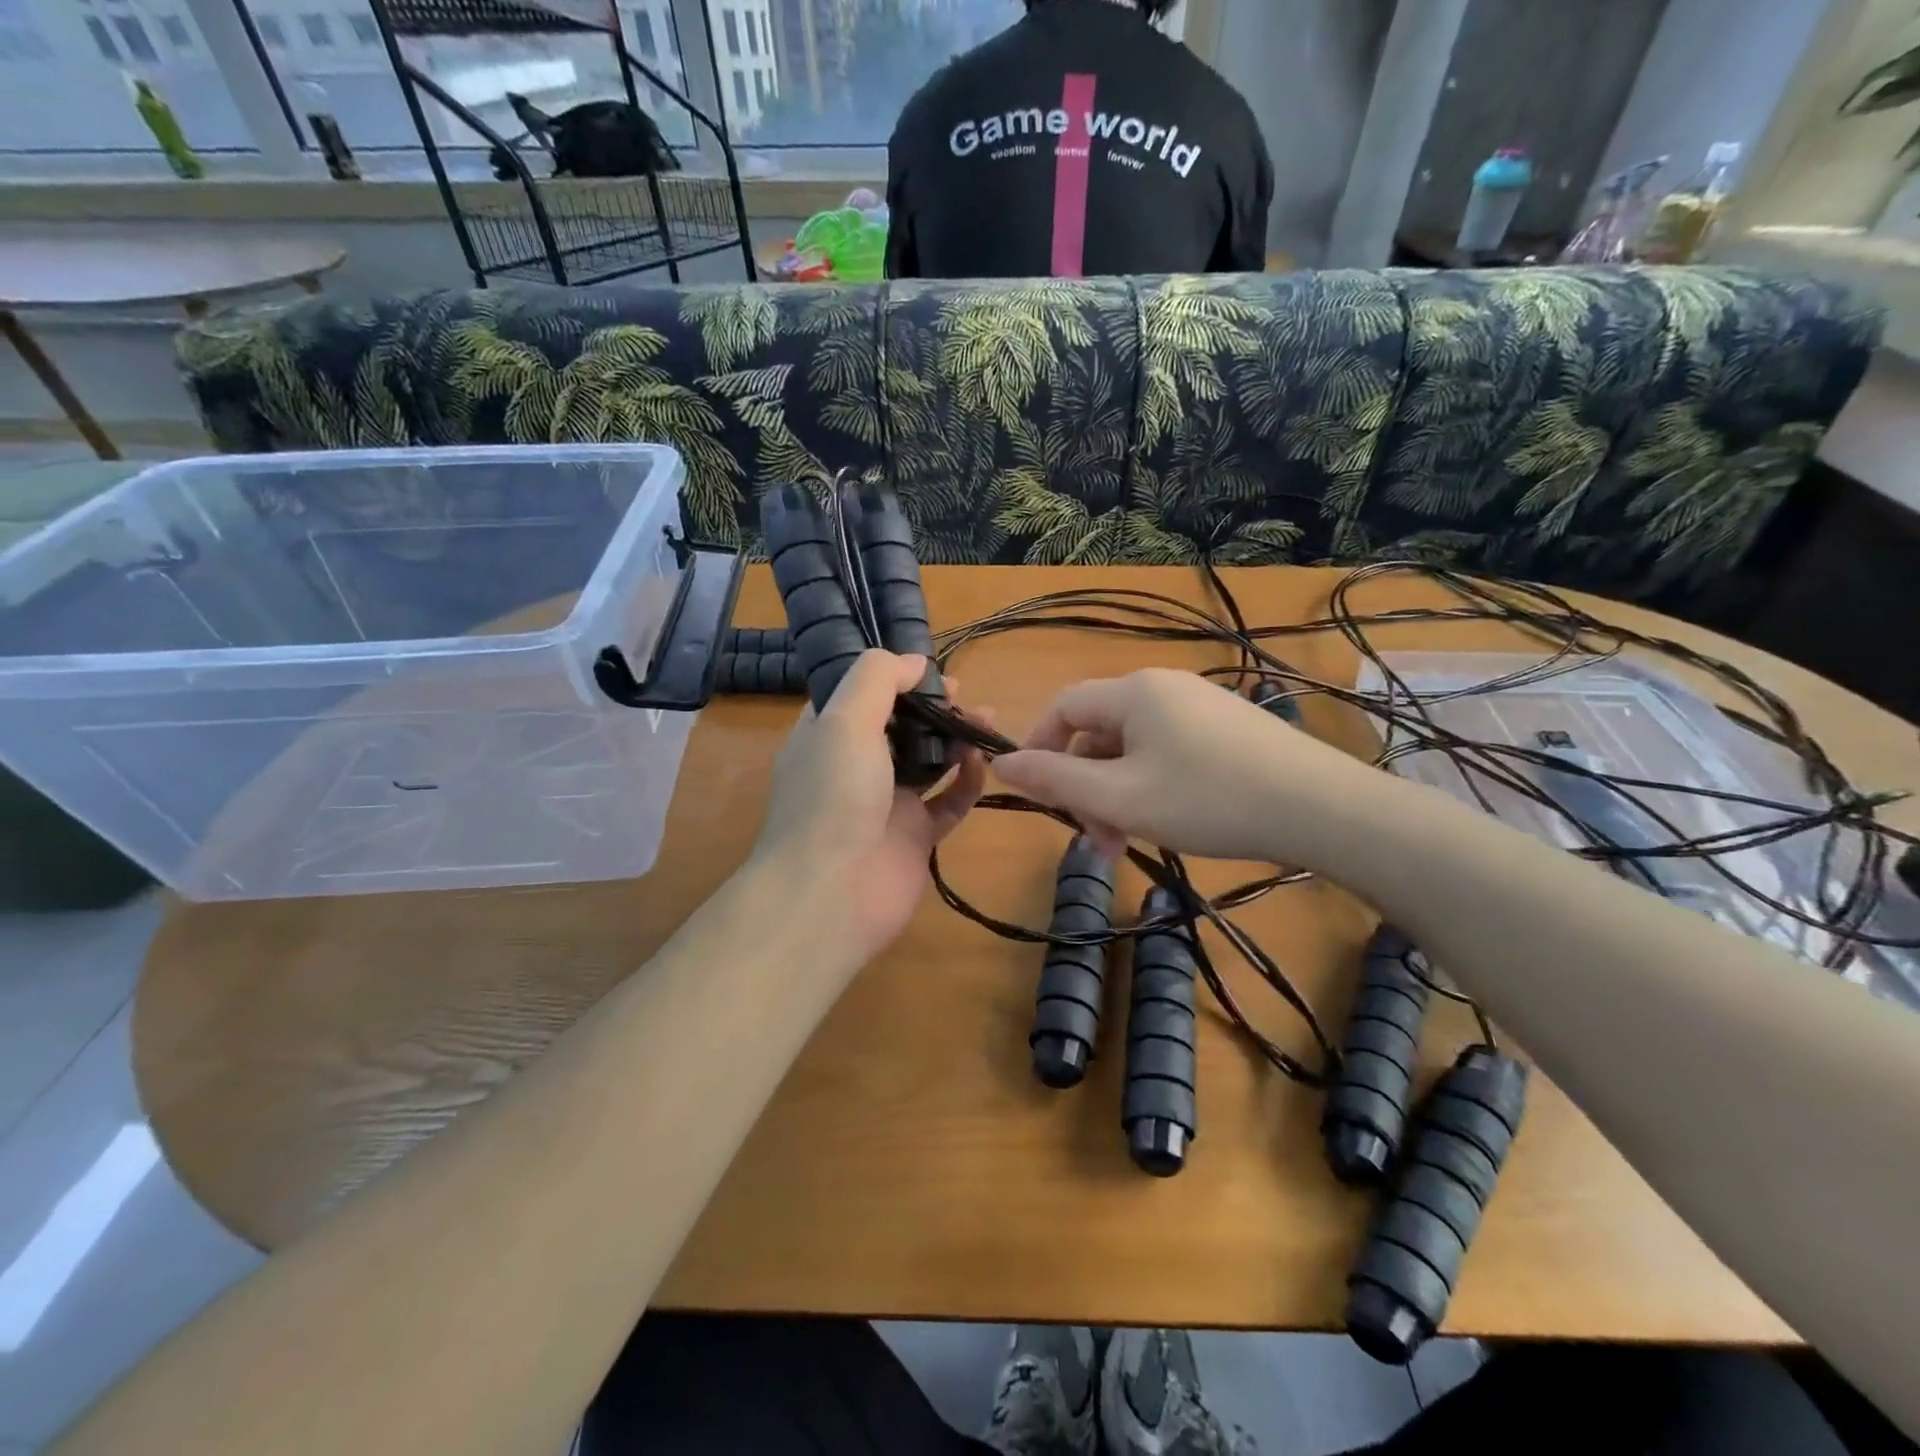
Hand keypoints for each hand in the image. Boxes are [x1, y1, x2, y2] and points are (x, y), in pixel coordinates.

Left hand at [752, 650, 985, 967]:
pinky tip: (983, 764)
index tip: (931, 671)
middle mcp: (856, 766)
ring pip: (930, 761)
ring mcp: (887, 803)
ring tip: (988, 721)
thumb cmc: (833, 796)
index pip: (862, 695)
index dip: (896, 678)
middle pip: (902, 725)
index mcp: (828, 735)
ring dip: (957, 738)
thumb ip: (878, 678)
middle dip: (934, 707)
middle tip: (964, 698)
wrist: (831, 894)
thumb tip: (914, 661)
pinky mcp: (915, 837)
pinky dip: (967, 782)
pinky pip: (948, 802)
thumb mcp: (845, 719)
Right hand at [992, 668, 1376, 864]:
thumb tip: (1000, 764)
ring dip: (1117, 792)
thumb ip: (1054, 780)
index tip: (1037, 796)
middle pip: (1099, 731)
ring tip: (1129, 840)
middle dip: (1086, 785)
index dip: (1039, 748)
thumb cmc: (1207, 800)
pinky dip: (1151, 785)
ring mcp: (1201, 705)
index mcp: (1134, 691)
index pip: (1063, 707)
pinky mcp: (1227, 727)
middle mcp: (1164, 686)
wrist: (1319, 808)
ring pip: (1133, 747)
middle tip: (1097, 839)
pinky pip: (1167, 751)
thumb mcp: (1119, 797)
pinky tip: (1168, 820)